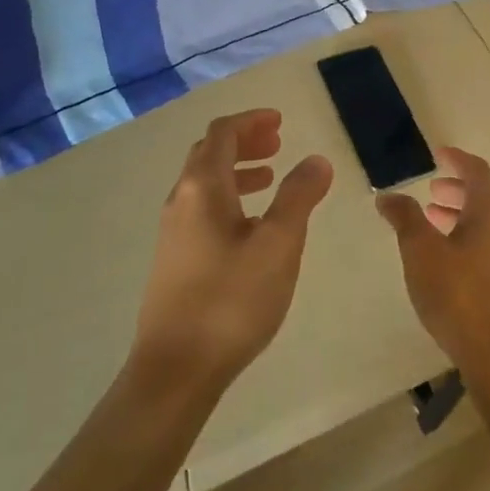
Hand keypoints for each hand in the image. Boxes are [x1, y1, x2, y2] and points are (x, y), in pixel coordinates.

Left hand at [130, 109, 332, 398]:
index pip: (222, 133)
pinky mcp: (174, 259)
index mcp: (203, 188)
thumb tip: (316, 159)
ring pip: (205, 183)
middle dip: (244, 142)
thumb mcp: (279, 245)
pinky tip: (252, 226)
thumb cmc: (231, 300)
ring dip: (238, 170)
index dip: (251, 121)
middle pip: (209, 153)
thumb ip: (299, 196)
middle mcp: (181, 200)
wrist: (176, 369)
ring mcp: (173, 231)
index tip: (280, 121)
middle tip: (278, 143)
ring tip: (271, 178)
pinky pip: (203, 209)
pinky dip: (230, 198)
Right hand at [375, 147, 489, 381]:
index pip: (477, 171)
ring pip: (484, 223)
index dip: (457, 158)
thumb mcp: (422, 252)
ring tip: (430, 220)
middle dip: (456, 188)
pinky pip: (486, 245)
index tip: (439, 152)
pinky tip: (443, 259)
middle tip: (431, 189)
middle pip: (483, 196)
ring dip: (458, 215)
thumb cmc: (459, 295)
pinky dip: (464, 237)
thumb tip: (388, 195)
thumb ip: (405, 218)